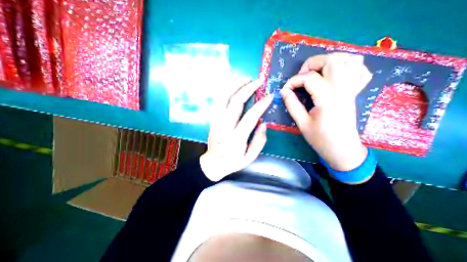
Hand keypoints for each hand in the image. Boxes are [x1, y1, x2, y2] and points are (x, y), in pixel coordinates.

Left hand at [201, 79, 273, 180]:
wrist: (213, 164)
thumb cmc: (233, 162)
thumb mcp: (250, 158)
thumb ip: (259, 141)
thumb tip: (263, 123)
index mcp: (236, 138)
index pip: (250, 117)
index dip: (261, 104)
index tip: (269, 96)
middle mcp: (224, 127)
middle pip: (235, 102)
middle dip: (248, 89)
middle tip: (259, 80)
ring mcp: (216, 122)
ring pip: (223, 98)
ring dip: (235, 86)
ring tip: (246, 78)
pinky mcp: (212, 120)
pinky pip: (217, 101)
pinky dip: (225, 91)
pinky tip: (233, 86)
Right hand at [280, 54, 372, 171]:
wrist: (342, 149)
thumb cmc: (320, 138)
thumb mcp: (302, 123)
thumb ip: (292, 104)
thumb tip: (283, 91)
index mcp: (328, 98)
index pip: (309, 78)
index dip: (293, 81)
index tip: (285, 89)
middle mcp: (342, 89)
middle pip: (332, 60)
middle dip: (311, 64)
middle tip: (301, 76)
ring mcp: (352, 89)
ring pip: (349, 60)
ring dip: (330, 61)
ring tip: (317, 72)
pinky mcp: (355, 92)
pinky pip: (359, 70)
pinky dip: (348, 66)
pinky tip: (335, 75)